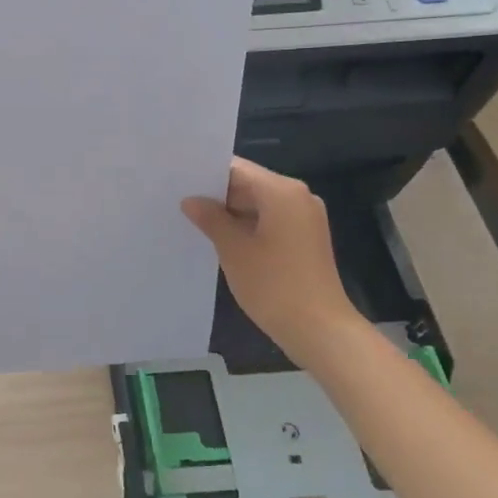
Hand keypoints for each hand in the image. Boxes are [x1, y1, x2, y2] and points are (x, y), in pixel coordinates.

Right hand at [181, 158, 366, 368]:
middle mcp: (298, 196)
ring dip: (230, 212)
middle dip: (217, 194)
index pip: (237, 169)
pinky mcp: (305, 238)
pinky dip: (247, 225)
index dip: (206, 174)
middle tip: (178, 202)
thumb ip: (211, 219)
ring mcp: (304, 218)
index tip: (177, 181)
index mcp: (282, 191)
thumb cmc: (274, 285)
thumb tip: (191, 201)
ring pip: (259, 203)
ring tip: (194, 221)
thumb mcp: (233, 250)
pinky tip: (221, 239)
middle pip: (249, 184)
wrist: (319, 328)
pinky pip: (270, 220)